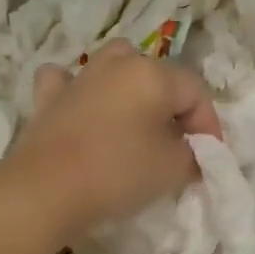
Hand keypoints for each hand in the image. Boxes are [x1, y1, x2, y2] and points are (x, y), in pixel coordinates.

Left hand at [5, 39, 221, 240]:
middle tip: (176, 142)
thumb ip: (193, 154)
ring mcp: (80, 76)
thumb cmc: (118, 173)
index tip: (208, 158)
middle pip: (158, 75)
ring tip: (135, 117)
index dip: (209, 125)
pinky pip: (68, 80)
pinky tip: (81, 105)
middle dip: (173, 106)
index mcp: (153, 74)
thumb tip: (192, 150)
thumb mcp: (174, 168)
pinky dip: (78, 89)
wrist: (46, 189)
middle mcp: (118, 63)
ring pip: (114, 64)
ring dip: (129, 84)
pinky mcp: (49, 96)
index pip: (196, 92)